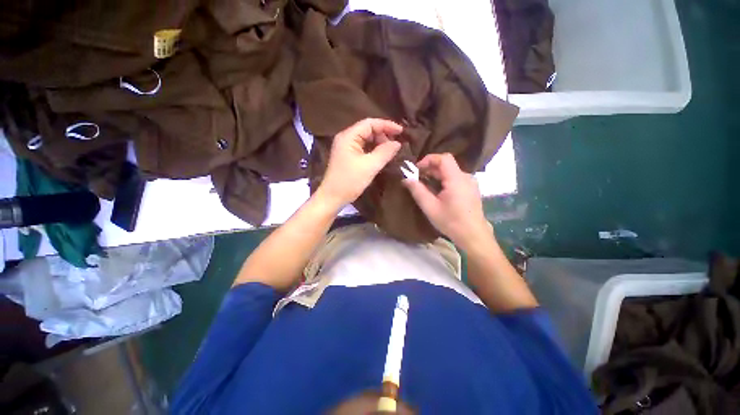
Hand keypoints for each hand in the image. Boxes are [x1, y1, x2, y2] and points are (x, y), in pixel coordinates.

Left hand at [317, 118, 402, 208]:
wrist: (332, 198)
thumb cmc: (350, 181)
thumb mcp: (370, 166)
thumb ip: (385, 152)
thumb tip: (398, 143)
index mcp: (348, 136)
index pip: (370, 123)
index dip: (387, 125)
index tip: (401, 131)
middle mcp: (346, 138)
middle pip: (368, 130)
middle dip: (383, 135)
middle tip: (395, 145)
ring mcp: (346, 148)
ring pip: (366, 140)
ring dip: (379, 143)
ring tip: (391, 151)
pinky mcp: (347, 156)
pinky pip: (363, 148)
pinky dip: (373, 150)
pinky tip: (381, 156)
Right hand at [403, 153, 491, 248]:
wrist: (473, 235)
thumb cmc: (451, 222)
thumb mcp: (430, 207)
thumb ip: (417, 190)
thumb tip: (406, 178)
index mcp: (456, 179)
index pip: (443, 158)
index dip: (428, 160)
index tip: (416, 170)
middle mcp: (465, 177)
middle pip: (446, 164)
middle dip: (429, 169)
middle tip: (417, 179)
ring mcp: (470, 182)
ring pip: (450, 171)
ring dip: (436, 175)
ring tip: (425, 186)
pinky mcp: (471, 189)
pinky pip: (455, 178)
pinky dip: (443, 180)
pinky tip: (437, 192)